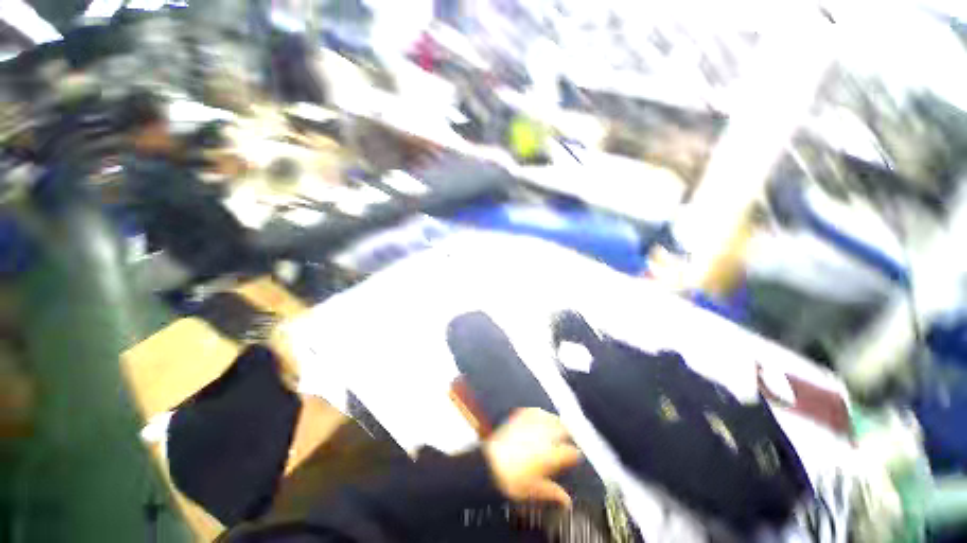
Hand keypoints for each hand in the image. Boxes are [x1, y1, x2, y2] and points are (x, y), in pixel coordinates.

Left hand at [483, 408, 581, 507]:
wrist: (490, 465)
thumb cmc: (512, 481)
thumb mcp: (535, 490)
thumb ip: (553, 492)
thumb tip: (567, 501)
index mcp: (551, 455)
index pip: (571, 451)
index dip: (575, 453)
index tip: (576, 455)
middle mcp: (544, 437)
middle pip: (563, 429)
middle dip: (568, 433)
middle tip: (569, 438)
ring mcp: (531, 425)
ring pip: (550, 417)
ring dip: (556, 421)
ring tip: (558, 424)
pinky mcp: (519, 418)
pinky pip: (534, 411)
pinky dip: (540, 412)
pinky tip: (541, 414)